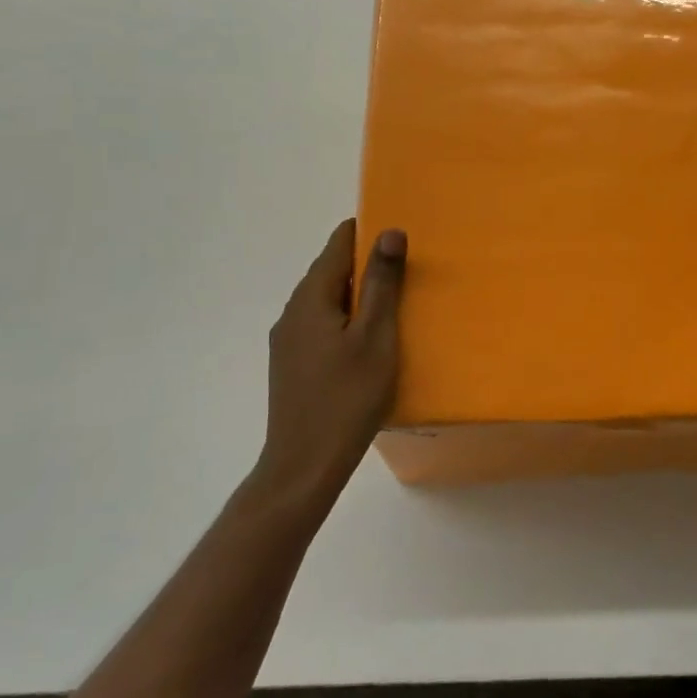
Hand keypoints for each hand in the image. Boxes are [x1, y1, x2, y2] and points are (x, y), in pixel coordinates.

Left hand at [254, 219, 406, 512]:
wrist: (304, 465)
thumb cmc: (347, 397)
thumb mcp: (376, 336)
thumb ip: (383, 283)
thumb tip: (390, 232)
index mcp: (310, 299)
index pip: (337, 245)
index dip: (367, 232)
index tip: (399, 233)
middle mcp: (292, 313)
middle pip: (330, 272)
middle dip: (366, 264)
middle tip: (408, 268)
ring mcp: (288, 341)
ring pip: (327, 301)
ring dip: (358, 294)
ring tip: (395, 302)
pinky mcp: (292, 365)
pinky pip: (322, 325)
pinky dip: (347, 319)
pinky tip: (369, 340)